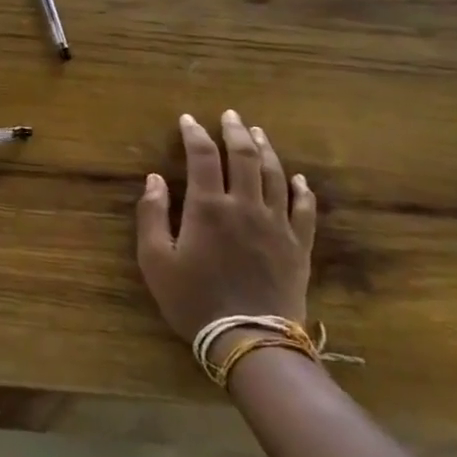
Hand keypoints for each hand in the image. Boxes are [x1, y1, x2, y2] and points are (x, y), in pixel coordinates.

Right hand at [136, 110, 316, 352]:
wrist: (249, 340)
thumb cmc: (194, 300)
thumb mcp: (155, 260)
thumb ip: (152, 215)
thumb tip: (155, 179)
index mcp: (208, 207)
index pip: (202, 156)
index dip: (194, 134)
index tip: (188, 119)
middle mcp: (245, 206)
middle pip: (244, 156)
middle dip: (234, 131)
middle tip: (229, 115)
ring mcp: (276, 225)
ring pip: (274, 175)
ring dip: (265, 149)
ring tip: (257, 133)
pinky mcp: (298, 246)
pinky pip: (304, 209)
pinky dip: (301, 189)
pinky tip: (297, 178)